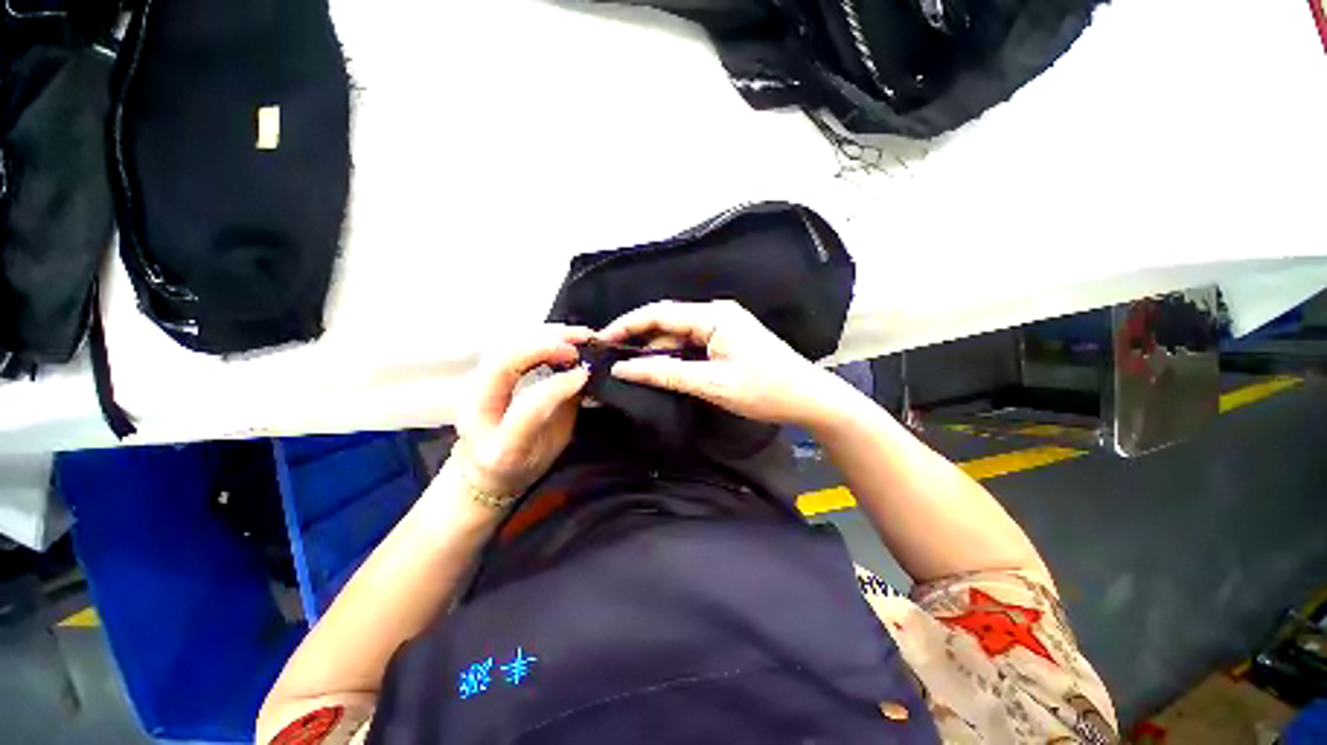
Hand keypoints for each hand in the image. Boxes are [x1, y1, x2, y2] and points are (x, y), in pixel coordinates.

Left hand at [454, 325, 591, 499]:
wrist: (484, 469)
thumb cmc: (527, 463)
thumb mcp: (555, 446)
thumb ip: (566, 410)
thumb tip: (582, 373)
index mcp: (501, 447)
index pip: (527, 407)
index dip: (558, 386)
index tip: (585, 373)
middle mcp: (476, 415)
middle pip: (501, 366)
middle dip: (544, 346)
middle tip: (580, 343)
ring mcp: (470, 391)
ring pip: (502, 348)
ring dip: (542, 335)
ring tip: (575, 334)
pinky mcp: (477, 375)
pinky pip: (505, 346)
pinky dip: (534, 335)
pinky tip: (558, 335)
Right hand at [599, 300, 849, 427]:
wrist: (809, 397)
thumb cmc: (765, 391)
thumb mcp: (712, 384)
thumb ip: (666, 374)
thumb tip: (624, 370)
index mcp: (713, 316)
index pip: (658, 313)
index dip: (627, 325)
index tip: (602, 340)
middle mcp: (717, 312)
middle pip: (668, 323)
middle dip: (641, 343)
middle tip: (616, 365)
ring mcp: (724, 324)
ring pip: (680, 335)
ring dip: (660, 354)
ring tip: (638, 375)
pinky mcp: (728, 337)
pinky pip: (694, 343)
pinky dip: (678, 357)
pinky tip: (667, 372)